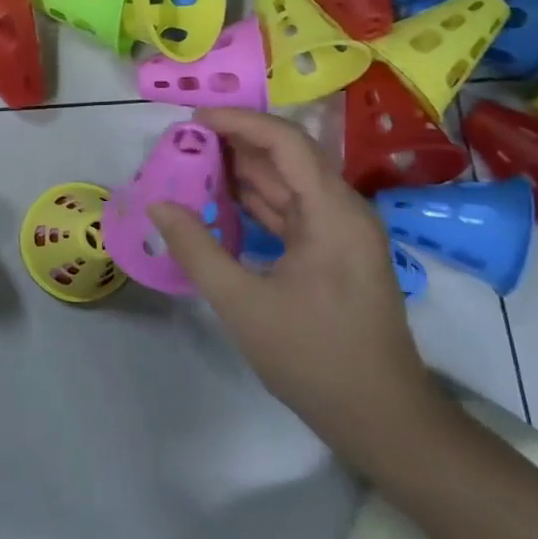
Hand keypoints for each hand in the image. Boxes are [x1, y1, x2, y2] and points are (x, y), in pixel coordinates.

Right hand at [149, 109, 443, 464]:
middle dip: (235, 143)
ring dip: (243, 172)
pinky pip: (291, 212)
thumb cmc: (313, 358)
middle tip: (181, 142)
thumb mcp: (241, 303)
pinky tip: (220, 202)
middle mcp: (343, 211)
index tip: (191, 120)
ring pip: (288, 184)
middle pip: (288, 157)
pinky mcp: (334, 254)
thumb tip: (157, 205)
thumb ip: (196, 248)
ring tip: (191, 164)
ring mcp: (341, 233)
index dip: (238, 122)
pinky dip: (255, 202)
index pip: (285, 142)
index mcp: (332, 213)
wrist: (381, 418)